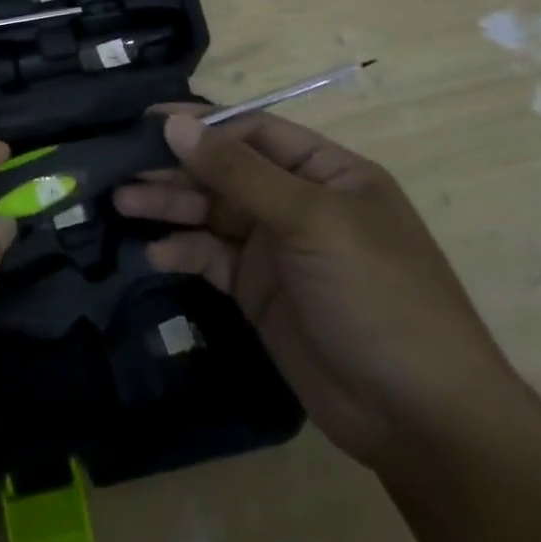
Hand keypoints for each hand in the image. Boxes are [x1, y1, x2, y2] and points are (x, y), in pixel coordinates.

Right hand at [114, 113, 525, 472]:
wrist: (419, 417)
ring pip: (212, 214)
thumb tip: (174, 124)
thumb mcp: (310, 221)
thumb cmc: (376, 295)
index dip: (202, 125)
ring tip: (122, 203)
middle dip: (176, 169)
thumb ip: (238, 171)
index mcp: (327, 173)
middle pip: (226, 173)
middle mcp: (299, 204)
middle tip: (121, 168)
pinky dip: (184, 252)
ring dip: (169, 206)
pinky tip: (156, 254)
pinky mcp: (259, 293)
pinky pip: (212, 259)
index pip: (255, 132)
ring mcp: (278, 250)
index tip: (147, 124)